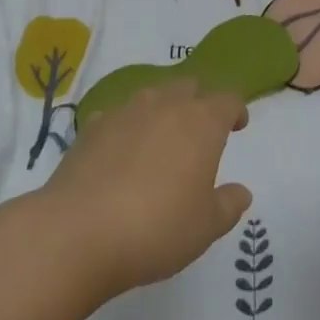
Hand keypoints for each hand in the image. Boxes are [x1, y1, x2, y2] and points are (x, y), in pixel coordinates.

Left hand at [37, 80, 251, 302]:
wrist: (78, 232)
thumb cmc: (156, 228)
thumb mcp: (205, 227)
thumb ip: (228, 205)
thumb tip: (241, 192)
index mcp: (202, 122)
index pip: (227, 100)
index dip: (235, 110)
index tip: (238, 125)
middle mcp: (166, 105)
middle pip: (189, 86)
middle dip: (198, 102)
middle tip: (200, 130)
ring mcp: (126, 111)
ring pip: (152, 95)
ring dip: (162, 109)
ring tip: (160, 138)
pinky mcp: (92, 126)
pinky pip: (117, 115)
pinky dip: (125, 127)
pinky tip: (120, 151)